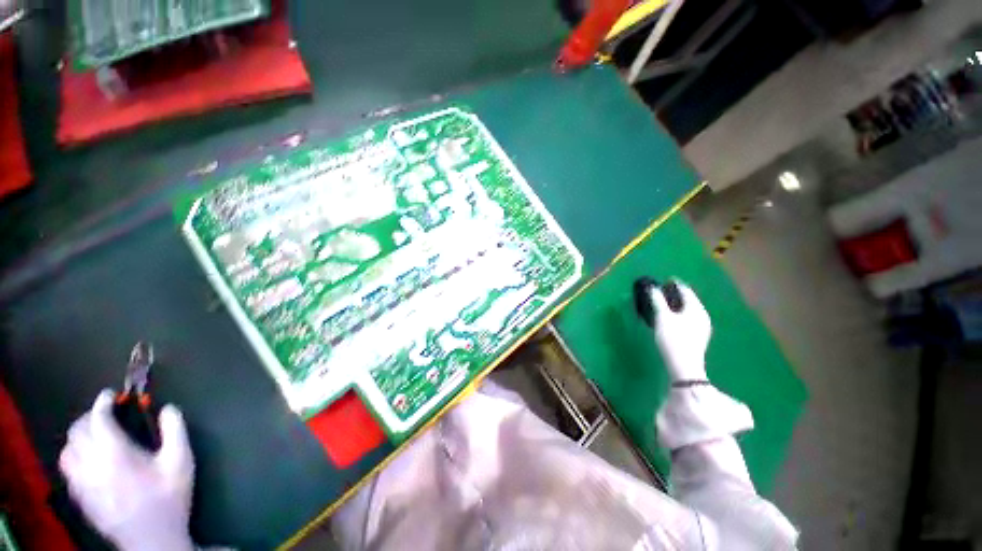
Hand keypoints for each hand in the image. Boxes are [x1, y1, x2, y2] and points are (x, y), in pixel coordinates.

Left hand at [59, 390, 194, 550]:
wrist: (153, 540)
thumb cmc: (169, 498)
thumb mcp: (182, 462)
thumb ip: (176, 431)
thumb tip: (168, 408)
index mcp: (115, 454)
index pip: (96, 420)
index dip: (101, 403)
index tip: (110, 396)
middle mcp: (91, 466)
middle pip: (77, 433)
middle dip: (88, 418)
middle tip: (105, 416)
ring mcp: (82, 484)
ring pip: (66, 452)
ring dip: (78, 439)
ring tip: (94, 438)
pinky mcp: (80, 498)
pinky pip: (68, 470)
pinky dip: (75, 458)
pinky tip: (90, 463)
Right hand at [649, 280, 711, 381]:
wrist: (684, 366)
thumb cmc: (673, 338)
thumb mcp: (662, 317)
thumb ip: (657, 300)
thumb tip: (652, 287)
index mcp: (696, 309)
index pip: (686, 290)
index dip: (674, 283)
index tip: (664, 279)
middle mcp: (702, 315)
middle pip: (689, 299)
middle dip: (675, 294)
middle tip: (662, 290)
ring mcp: (702, 327)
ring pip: (688, 309)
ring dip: (677, 304)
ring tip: (664, 302)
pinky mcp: (698, 336)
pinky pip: (688, 318)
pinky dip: (679, 313)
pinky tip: (671, 317)